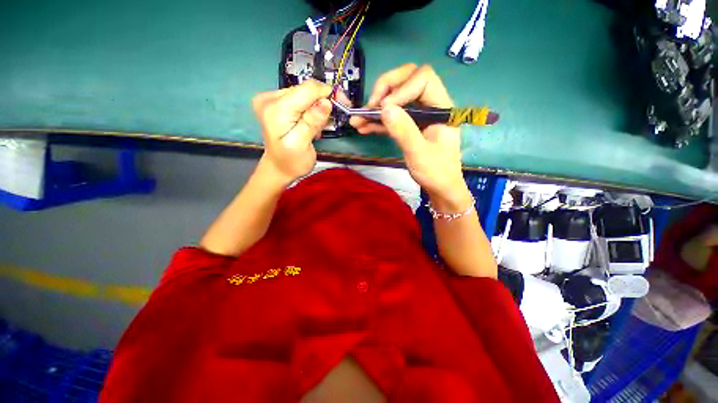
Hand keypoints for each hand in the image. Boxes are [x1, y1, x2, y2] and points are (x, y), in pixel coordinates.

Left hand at [252, 80, 332, 184]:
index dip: (328, 93)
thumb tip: (326, 103)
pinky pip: (301, 99)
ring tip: (321, 125)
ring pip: (305, 93)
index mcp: (275, 109)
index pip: (307, 90)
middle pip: (306, 89)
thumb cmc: (291, 161)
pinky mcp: (277, 102)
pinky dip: (311, 108)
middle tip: (335, 116)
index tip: (344, 103)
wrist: (279, 168)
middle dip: (324, 100)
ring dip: (318, 106)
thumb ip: (311, 123)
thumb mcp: (302, 145)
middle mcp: (270, 99)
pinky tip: (312, 122)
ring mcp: (272, 99)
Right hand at [350, 64, 466, 200]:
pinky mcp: (409, 126)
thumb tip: (384, 108)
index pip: (423, 79)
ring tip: (358, 119)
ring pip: (396, 98)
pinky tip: (363, 127)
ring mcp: (418, 115)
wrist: (440, 187)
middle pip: (407, 80)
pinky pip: (392, 117)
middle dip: (385, 90)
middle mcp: (430, 105)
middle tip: (370, 107)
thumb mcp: (419, 154)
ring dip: (376, 107)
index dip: (401, 89)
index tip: (385, 109)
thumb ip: (404, 131)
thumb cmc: (436, 172)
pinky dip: (377, 121)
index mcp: (441, 107)